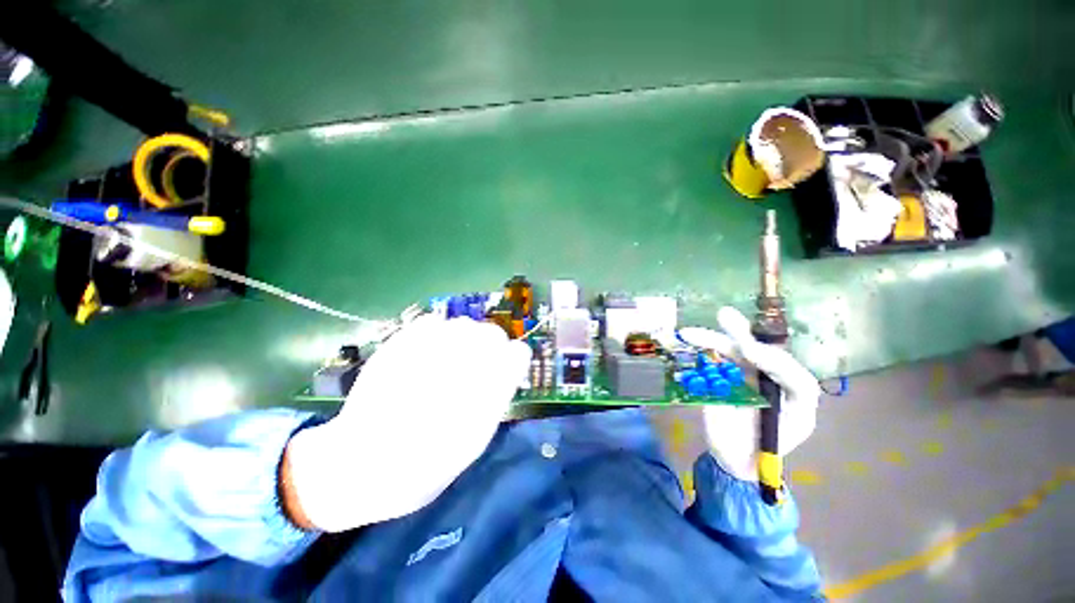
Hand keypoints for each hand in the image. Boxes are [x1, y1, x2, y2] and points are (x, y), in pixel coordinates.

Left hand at [283, 315, 531, 531]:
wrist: (357, 466)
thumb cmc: (422, 468)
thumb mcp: (474, 443)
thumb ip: (495, 399)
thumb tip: (507, 370)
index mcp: (482, 392)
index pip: (516, 354)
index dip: (514, 360)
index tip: (506, 370)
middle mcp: (459, 365)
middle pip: (492, 333)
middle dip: (491, 346)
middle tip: (478, 365)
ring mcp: (426, 350)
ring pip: (463, 323)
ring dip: (464, 339)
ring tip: (450, 360)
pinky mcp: (399, 343)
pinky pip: (431, 322)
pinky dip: (436, 333)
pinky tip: (428, 353)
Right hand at [682, 307, 819, 481]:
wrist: (739, 460)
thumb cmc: (757, 454)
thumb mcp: (762, 445)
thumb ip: (757, 420)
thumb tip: (726, 392)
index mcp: (796, 400)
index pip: (795, 377)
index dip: (774, 362)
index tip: (748, 353)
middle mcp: (774, 382)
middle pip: (761, 355)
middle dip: (741, 336)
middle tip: (723, 316)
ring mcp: (750, 377)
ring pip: (735, 353)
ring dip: (713, 341)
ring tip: (690, 333)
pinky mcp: (730, 377)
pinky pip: (718, 360)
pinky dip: (703, 350)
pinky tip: (689, 342)